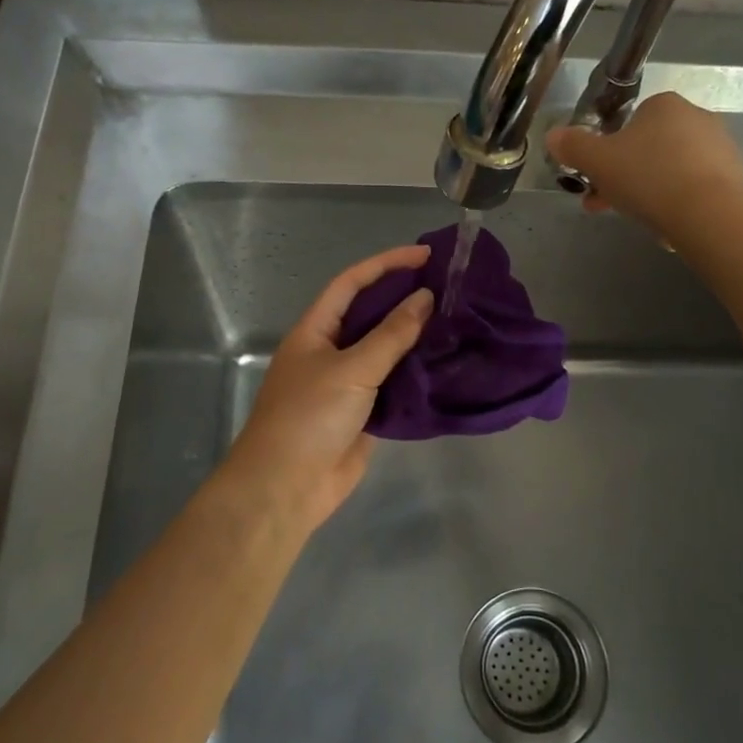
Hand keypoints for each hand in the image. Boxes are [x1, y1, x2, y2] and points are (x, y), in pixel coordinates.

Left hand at [218, 244, 433, 534]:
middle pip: (371, 313)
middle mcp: (331, 350)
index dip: (386, 264)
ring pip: (385, 349)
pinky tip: (446, 363)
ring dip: (415, 336)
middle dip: (404, 297)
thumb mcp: (351, 369)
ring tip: (455, 319)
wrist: (287, 487)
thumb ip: (390, 334)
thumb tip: (425, 299)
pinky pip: (394, 383)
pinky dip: (417, 373)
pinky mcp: (364, 412)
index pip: (352, 283)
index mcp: (316, 330)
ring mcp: (348, 382)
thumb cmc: (309, 417)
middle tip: (449, 287)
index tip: (425, 256)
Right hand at [545, 92, 742, 239]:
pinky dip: (676, 203)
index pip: (629, 121)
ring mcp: (720, 148)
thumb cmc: (648, 177)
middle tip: (604, 203)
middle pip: (648, 148)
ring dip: (648, 191)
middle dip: (623, 176)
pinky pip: (693, 189)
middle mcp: (696, 118)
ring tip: (634, 220)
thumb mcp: (597, 161)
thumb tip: (553, 136)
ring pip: (669, 170)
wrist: (710, 215)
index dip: (607, 151)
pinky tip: (666, 226)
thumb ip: (573, 146)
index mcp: (664, 105)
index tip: (595, 178)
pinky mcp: (734, 179)